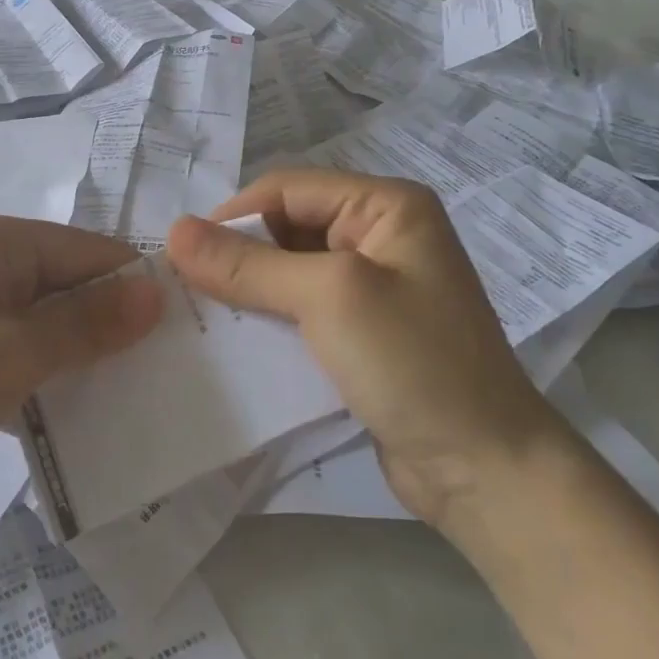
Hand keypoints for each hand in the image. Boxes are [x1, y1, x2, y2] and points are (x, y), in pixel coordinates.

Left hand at [0, 214, 162, 544]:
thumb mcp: (10, 354)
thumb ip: (86, 323)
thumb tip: (157, 292)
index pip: (87, 250)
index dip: (134, 289)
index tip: (182, 337)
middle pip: (65, 284)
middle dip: (110, 326)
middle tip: (163, 376)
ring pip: (40, 322)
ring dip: (77, 356)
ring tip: (130, 398)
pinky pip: (11, 352)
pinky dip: (41, 376)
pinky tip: (72, 415)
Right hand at [167, 171, 551, 524]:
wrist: (483, 469)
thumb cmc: (414, 363)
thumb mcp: (328, 298)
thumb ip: (250, 265)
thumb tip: (175, 232)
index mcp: (386, 206)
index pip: (289, 189)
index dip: (233, 215)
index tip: (181, 254)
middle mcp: (380, 235)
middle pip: (288, 227)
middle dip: (238, 254)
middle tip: (184, 287)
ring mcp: (374, 286)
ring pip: (290, 270)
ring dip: (248, 289)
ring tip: (199, 312)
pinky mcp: (362, 332)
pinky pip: (302, 309)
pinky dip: (267, 319)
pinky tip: (235, 339)